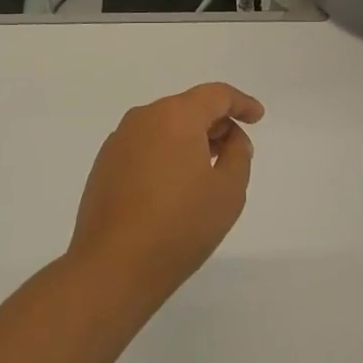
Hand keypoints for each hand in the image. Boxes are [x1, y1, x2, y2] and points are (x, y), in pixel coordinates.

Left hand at [68, 82, 264, 302]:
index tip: (257, 117)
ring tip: (207, 168)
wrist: (112, 267)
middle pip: (188, 107)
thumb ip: (238, 155)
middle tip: (236, 149)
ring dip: (189, 139)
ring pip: (164, 126)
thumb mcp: (228, 191)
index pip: (216, 95)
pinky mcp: (104, 164)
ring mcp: (119, 141)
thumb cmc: (179, 226)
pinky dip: (166, 154)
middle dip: (215, 123)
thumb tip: (231, 139)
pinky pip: (145, 146)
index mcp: (176, 116)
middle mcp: (143, 118)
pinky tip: (174, 185)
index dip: (241, 103)